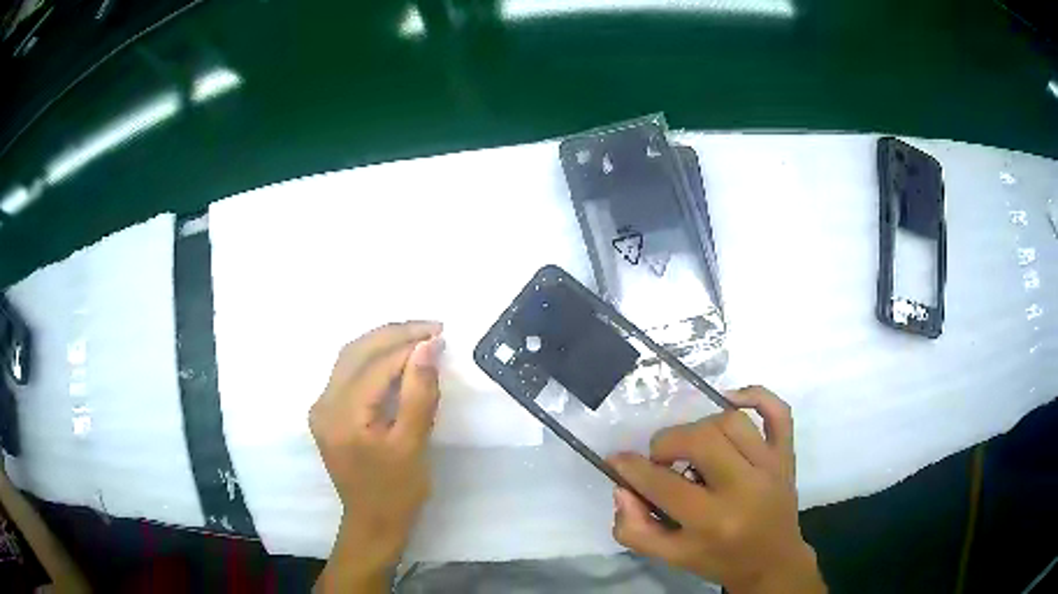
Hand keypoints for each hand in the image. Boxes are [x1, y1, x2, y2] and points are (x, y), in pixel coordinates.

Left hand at [310, 321, 443, 592]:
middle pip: (356, 351)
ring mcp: (321, 407)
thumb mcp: (413, 445)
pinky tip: (396, 358)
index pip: (376, 365)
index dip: (409, 346)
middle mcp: (323, 404)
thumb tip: (428, 346)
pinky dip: (374, 359)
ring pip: (350, 357)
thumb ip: (419, 394)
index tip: (441, 335)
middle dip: (394, 334)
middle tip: (432, 328)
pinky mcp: (327, 412)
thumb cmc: (397, 492)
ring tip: (418, 337)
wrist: (372, 523)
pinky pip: (349, 372)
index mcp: (342, 415)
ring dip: (383, 342)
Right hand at [607, 386, 825, 593]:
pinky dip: (756, 394)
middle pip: (701, 440)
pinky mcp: (786, 455)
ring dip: (702, 426)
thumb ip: (635, 529)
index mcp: (712, 522)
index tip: (618, 460)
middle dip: (668, 442)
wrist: (772, 562)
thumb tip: (622, 488)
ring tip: (691, 444)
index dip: (631, 468)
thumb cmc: (719, 560)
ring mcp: (771, 467)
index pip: (662, 484)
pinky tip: (731, 399)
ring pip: (732, 421)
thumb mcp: (670, 558)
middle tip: (660, 459)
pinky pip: (779, 411)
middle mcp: (744, 489)